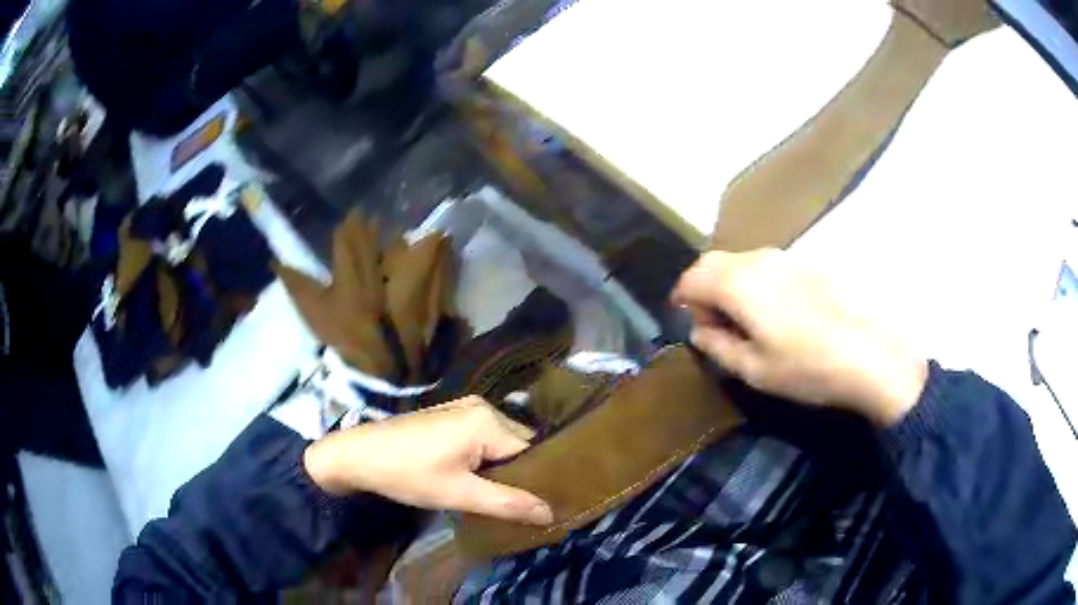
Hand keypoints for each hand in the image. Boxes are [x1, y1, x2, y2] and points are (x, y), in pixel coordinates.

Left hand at [303, 397, 552, 524]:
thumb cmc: (408, 475)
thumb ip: (508, 504)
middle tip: (524, 505)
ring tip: (504, 497)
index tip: (545, 505)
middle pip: (518, 444)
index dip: (539, 479)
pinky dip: (486, 459)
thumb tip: (551, 513)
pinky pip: (483, 437)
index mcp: (487, 420)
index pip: (532, 451)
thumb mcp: (459, 495)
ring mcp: (464, 407)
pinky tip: (480, 480)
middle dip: (521, 473)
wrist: (357, 456)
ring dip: (502, 468)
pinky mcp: (450, 415)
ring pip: (500, 442)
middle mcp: (481, 406)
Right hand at [671, 249, 926, 426]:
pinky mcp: (807, 262)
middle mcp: (758, 260)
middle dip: (703, 288)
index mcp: (738, 284)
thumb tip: (700, 332)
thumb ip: (718, 347)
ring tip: (745, 320)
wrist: (868, 354)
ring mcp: (786, 256)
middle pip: (714, 261)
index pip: (692, 277)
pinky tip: (775, 311)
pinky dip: (755, 282)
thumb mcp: (755, 370)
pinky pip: (766, 264)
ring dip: (730, 284)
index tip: (690, 322)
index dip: (683, 298)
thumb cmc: (807, 367)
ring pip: (741, 261)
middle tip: (714, 323)